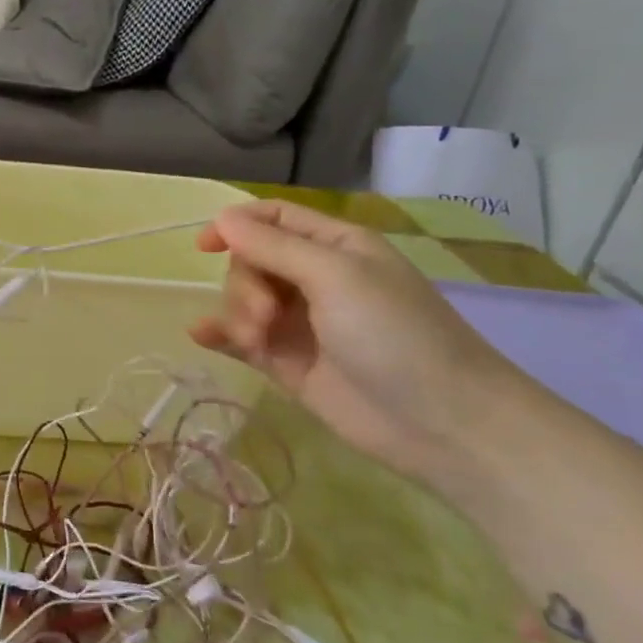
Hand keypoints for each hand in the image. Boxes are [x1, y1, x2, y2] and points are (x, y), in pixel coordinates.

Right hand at [190, 200, 534, 486]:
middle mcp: (316, 279)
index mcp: (335, 246)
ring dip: (238, 313)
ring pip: (245, 300)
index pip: (275, 218)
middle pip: (252, 261)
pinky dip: (222, 334)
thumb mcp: (335, 276)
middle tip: (265, 314)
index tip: (204, 246)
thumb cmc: (395, 334)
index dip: (237, 224)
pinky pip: (243, 339)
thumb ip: (273, 247)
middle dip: (245, 283)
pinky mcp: (289, 363)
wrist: (441, 423)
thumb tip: (221, 218)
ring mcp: (301, 323)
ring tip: (255, 340)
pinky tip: (201, 335)